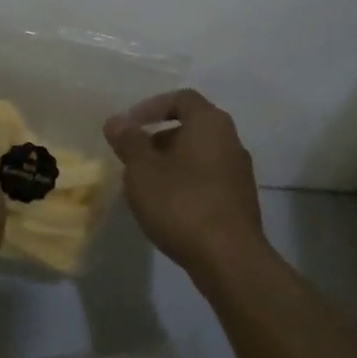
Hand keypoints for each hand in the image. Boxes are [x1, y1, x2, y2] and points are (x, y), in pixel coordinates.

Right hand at [103, 89, 268, 280]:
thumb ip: (129, 141)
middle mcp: (230, 140)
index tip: (129, 125)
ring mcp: (239, 172)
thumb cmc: (182, 203)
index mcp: (210, 123)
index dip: (151, 107)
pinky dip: (185, 183)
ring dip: (170, 163)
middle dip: (158, 138)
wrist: (229, 259)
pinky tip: (166, 207)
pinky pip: (207, 179)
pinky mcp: (240, 201)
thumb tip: (116, 121)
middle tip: (133, 157)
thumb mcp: (143, 170)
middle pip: (191, 127)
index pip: (181, 99)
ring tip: (144, 185)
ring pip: (198, 155)